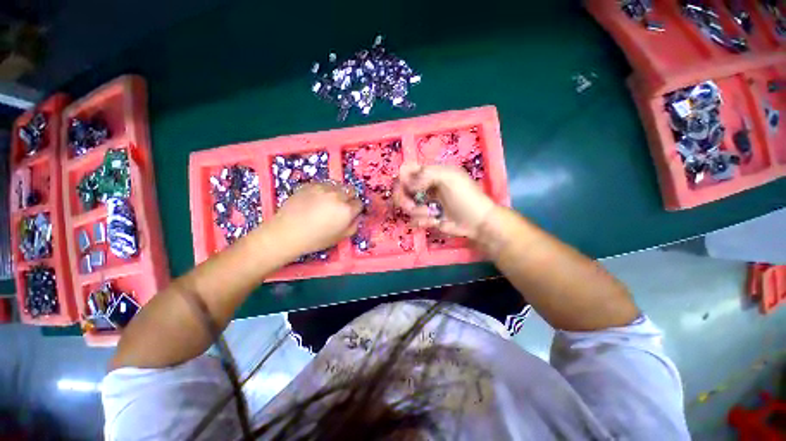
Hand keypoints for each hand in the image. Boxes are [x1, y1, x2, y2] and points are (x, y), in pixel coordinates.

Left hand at [272, 182, 362, 255]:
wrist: (287, 232)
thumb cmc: (315, 239)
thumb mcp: (340, 238)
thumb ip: (353, 226)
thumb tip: (357, 217)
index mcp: (347, 210)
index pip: (359, 203)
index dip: (355, 209)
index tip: (349, 213)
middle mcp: (338, 195)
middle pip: (351, 190)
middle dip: (349, 198)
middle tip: (340, 206)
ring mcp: (323, 188)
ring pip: (338, 185)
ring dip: (337, 192)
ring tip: (328, 201)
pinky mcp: (310, 184)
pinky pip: (324, 184)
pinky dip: (324, 190)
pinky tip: (316, 199)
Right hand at [393, 163, 495, 239]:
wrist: (476, 221)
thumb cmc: (465, 196)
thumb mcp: (449, 178)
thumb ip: (426, 175)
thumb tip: (407, 183)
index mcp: (430, 173)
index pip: (407, 170)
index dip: (402, 178)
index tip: (407, 187)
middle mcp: (424, 186)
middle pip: (401, 189)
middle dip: (403, 198)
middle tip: (411, 206)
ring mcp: (425, 202)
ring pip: (406, 205)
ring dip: (417, 211)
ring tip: (431, 214)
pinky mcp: (426, 217)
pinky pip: (414, 219)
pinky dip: (423, 221)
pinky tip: (435, 221)